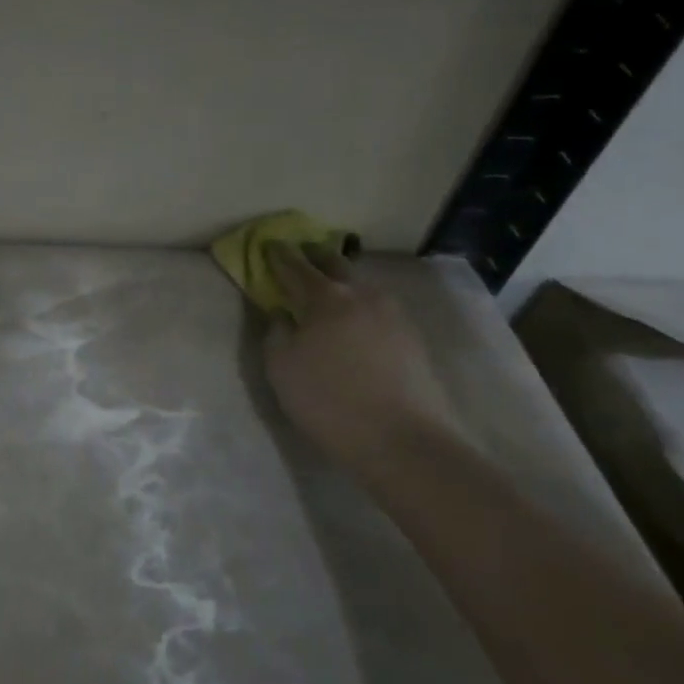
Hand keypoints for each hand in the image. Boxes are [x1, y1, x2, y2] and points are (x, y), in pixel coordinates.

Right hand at [263, 244, 463, 470]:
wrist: (401, 439)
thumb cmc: (328, 400)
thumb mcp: (281, 369)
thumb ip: (276, 333)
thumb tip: (282, 314)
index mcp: (325, 299)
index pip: (297, 267)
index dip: (280, 255)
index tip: (270, 244)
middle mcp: (362, 296)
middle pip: (336, 264)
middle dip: (316, 256)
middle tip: (303, 253)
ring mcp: (393, 315)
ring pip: (363, 286)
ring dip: (344, 280)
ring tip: (332, 287)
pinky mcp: (412, 338)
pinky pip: (380, 309)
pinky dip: (363, 305)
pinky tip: (358, 320)